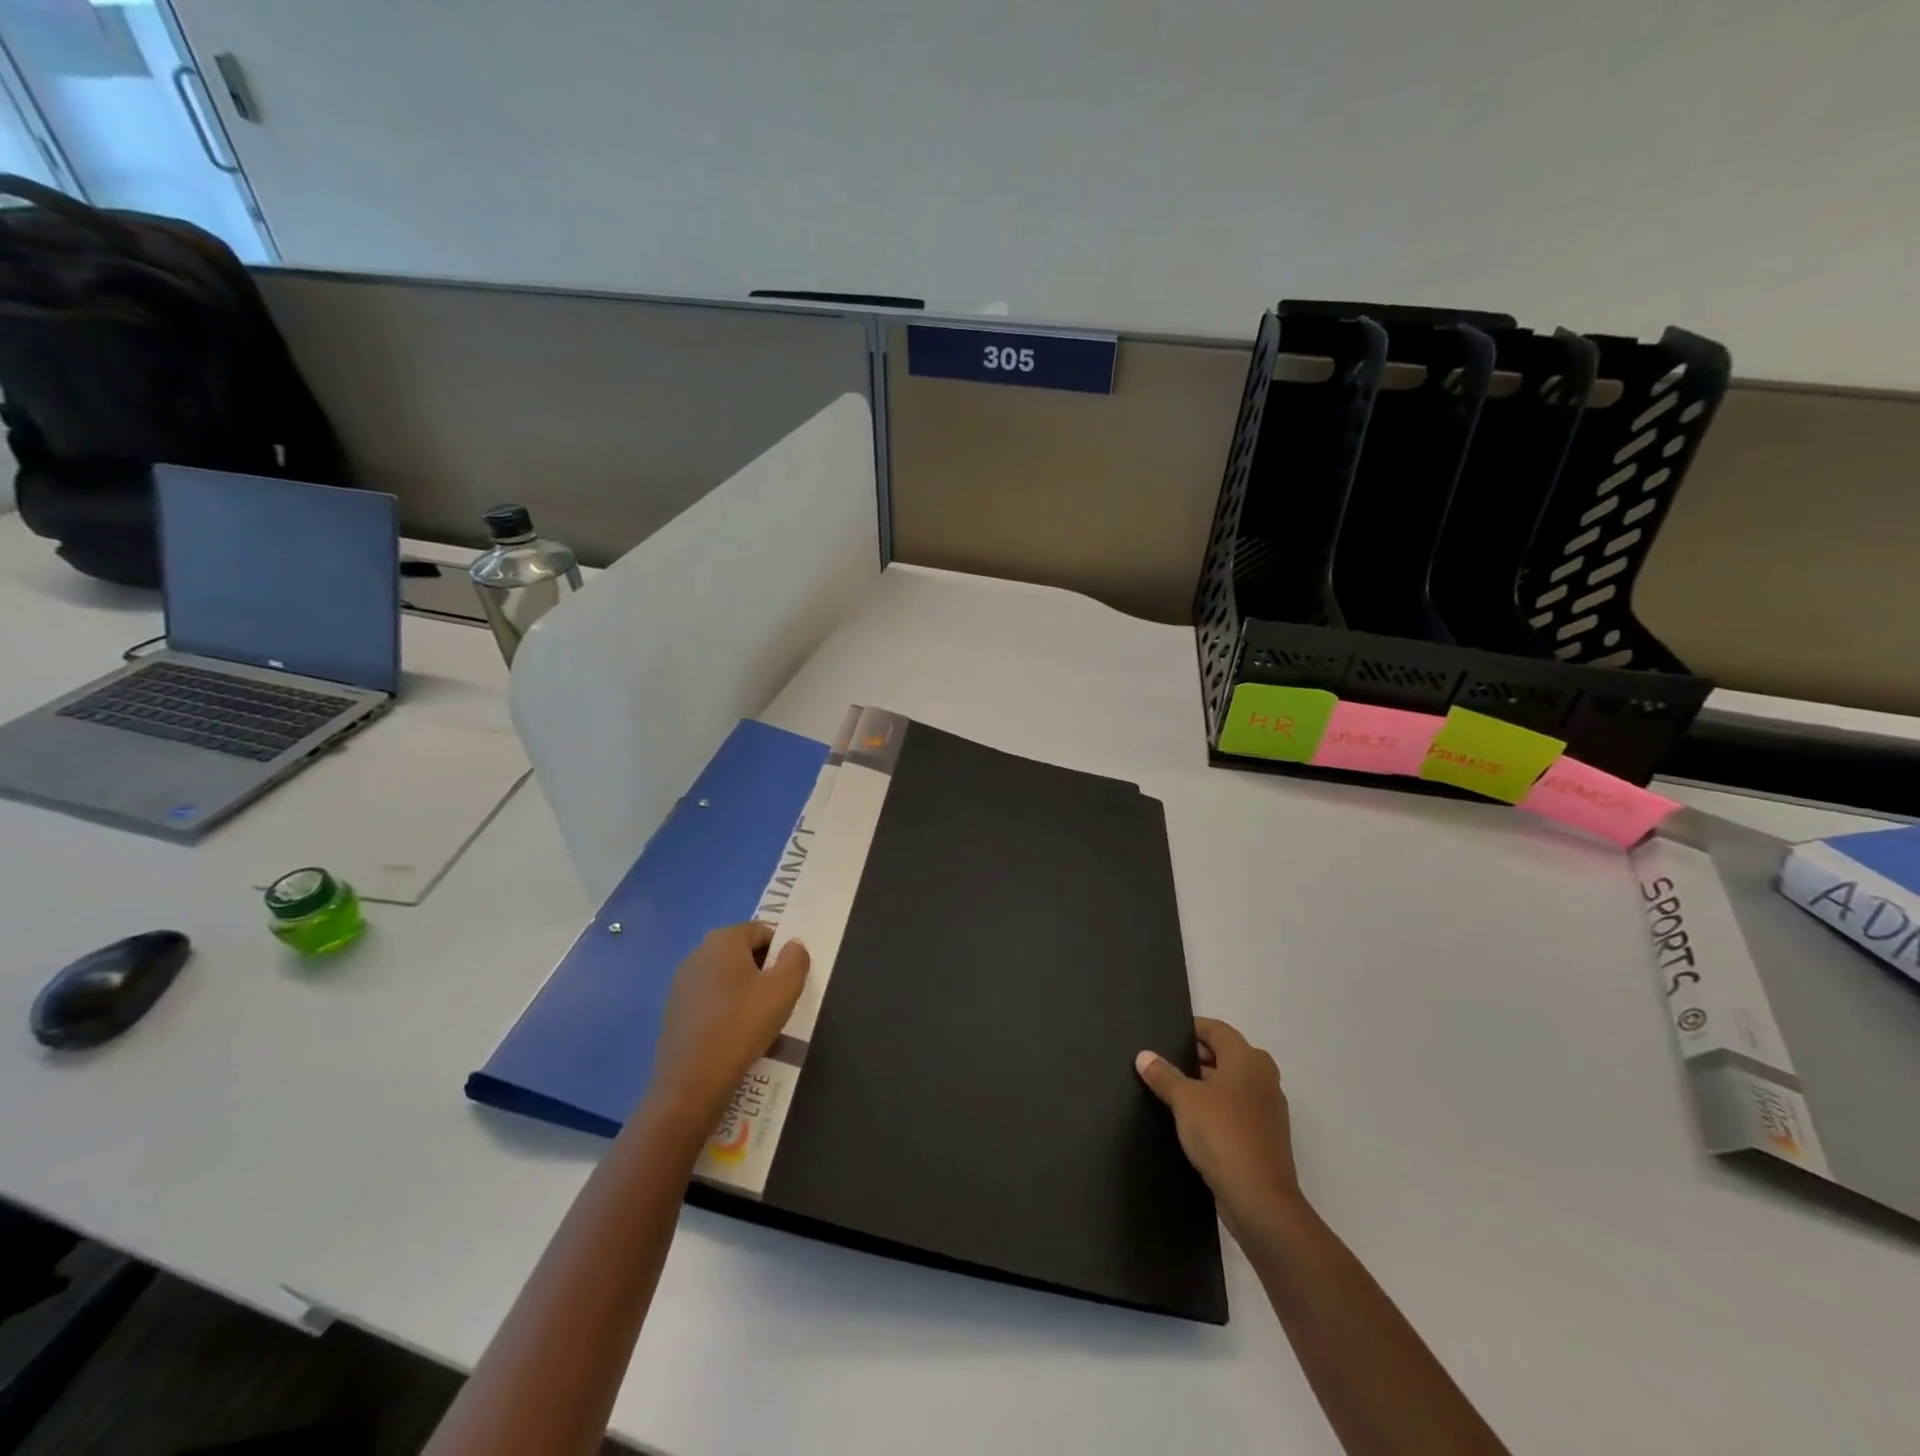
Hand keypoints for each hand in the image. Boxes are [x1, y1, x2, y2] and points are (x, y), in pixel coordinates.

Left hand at [647, 923, 808, 1131]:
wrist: (692, 1081)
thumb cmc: (743, 1024)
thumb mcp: (784, 988)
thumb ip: (795, 959)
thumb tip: (792, 945)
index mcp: (723, 940)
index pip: (762, 931)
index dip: (781, 952)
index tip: (788, 980)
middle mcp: (697, 954)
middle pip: (742, 953)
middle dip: (762, 972)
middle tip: (777, 1001)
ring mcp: (681, 984)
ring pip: (725, 979)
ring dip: (744, 993)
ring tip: (757, 1023)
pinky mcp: (674, 1012)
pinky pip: (709, 1001)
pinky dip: (724, 1011)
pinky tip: (734, 1038)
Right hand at [1136, 1018, 1299, 1233]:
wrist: (1260, 1201)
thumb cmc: (1223, 1135)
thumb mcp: (1184, 1100)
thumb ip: (1163, 1074)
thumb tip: (1144, 1055)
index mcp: (1248, 1059)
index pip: (1216, 1029)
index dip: (1190, 1029)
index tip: (1164, 1037)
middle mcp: (1263, 1077)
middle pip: (1224, 1055)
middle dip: (1194, 1057)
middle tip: (1161, 1063)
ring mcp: (1266, 1108)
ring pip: (1229, 1084)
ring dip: (1203, 1085)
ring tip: (1169, 1091)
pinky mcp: (1264, 1136)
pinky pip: (1235, 1109)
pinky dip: (1215, 1108)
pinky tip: (1189, 1121)